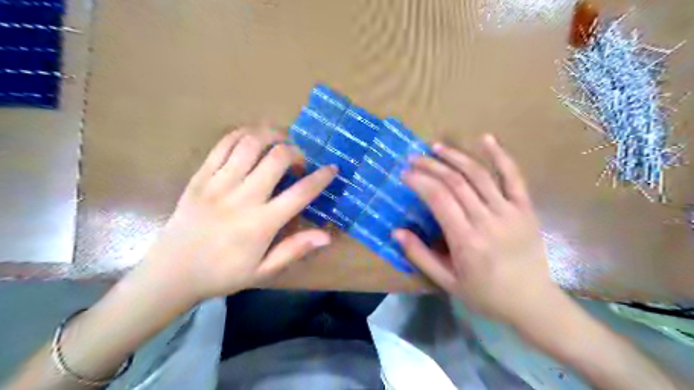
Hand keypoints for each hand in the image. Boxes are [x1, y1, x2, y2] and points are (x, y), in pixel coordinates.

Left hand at [137, 126, 335, 308]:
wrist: (172, 273)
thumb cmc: (223, 274)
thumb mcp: (264, 270)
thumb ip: (295, 249)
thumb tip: (327, 235)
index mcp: (261, 223)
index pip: (300, 193)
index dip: (321, 178)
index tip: (332, 169)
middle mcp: (242, 197)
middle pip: (277, 158)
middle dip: (296, 152)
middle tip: (299, 162)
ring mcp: (218, 183)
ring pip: (250, 144)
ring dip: (272, 136)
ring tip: (280, 142)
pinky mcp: (200, 177)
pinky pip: (223, 145)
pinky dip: (243, 134)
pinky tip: (253, 138)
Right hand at [395, 136, 562, 327]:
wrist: (532, 303)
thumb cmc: (485, 295)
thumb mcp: (446, 282)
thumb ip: (420, 256)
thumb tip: (396, 231)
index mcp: (466, 241)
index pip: (439, 199)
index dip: (419, 181)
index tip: (404, 173)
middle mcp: (488, 220)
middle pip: (456, 182)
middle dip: (431, 166)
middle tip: (413, 158)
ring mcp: (510, 212)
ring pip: (479, 175)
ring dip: (456, 156)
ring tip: (436, 147)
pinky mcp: (526, 208)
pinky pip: (514, 176)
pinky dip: (500, 155)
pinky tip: (485, 138)